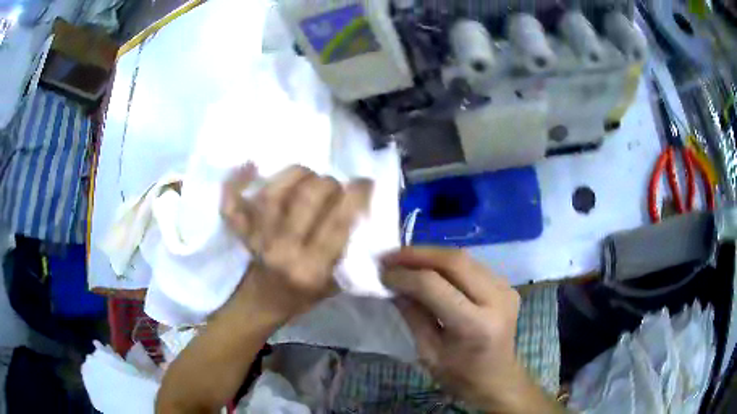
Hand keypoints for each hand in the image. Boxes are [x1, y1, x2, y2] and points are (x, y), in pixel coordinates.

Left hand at [221, 164, 372, 320]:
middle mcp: (284, 249)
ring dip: (296, 174)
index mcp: (311, 268)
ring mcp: (258, 238)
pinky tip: (250, 166)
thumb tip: (361, 216)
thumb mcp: (333, 286)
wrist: (261, 305)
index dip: (356, 196)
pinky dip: (236, 183)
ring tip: (308, 174)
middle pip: (308, 198)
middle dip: (328, 183)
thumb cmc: (300, 298)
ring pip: (275, 192)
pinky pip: (233, 204)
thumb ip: (347, 254)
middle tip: (334, 186)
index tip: (364, 183)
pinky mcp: (242, 232)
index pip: (338, 223)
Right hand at [383, 248, 556, 411]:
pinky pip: (473, 265)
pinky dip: (447, 263)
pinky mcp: (507, 286)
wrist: (498, 379)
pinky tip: (429, 268)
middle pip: (454, 261)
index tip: (382, 273)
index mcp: (475, 326)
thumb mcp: (428, 353)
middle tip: (390, 256)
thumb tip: (393, 284)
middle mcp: (496, 300)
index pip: (434, 286)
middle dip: (417, 254)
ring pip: (464, 257)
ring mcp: (505, 289)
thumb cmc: (460, 376)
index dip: (404, 276)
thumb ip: (413, 315)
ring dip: (431, 255)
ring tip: (404, 259)